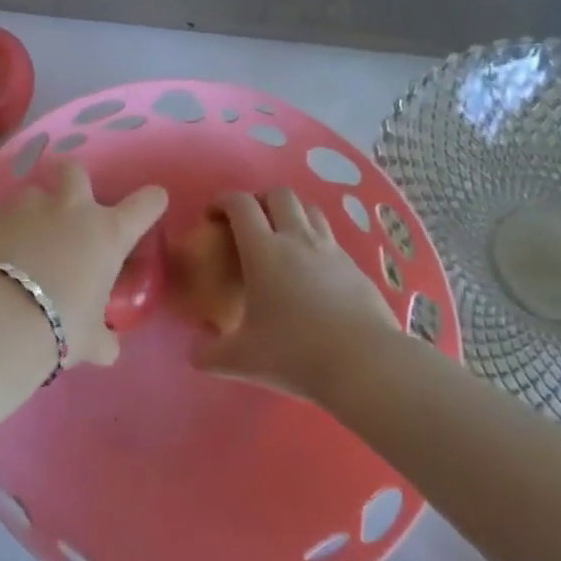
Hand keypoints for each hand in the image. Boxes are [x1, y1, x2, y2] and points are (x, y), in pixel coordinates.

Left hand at [0, 161, 167, 367]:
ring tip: (23, 236)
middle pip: (75, 170)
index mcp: (108, 234)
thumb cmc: (62, 326)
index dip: (151, 202)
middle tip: (68, 205)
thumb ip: (103, 339)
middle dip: (73, 180)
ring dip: (32, 209)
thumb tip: (108, 348)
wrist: (3, 319)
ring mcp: (29, 207)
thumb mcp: (92, 341)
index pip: (145, 205)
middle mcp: (71, 209)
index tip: (153, 202)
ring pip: (32, 190)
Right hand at [195, 189, 401, 400]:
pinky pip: (331, 239)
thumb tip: (194, 353)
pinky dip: (315, 241)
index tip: (212, 216)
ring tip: (281, 237)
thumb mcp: (241, 360)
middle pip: (280, 195)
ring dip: (291, 213)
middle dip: (260, 200)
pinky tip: (311, 270)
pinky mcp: (356, 268)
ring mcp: (331, 251)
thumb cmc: (295, 354)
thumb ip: (209, 354)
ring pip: (310, 209)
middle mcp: (298, 240)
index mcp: (264, 251)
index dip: (222, 201)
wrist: (365, 365)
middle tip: (248, 224)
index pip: (240, 204)